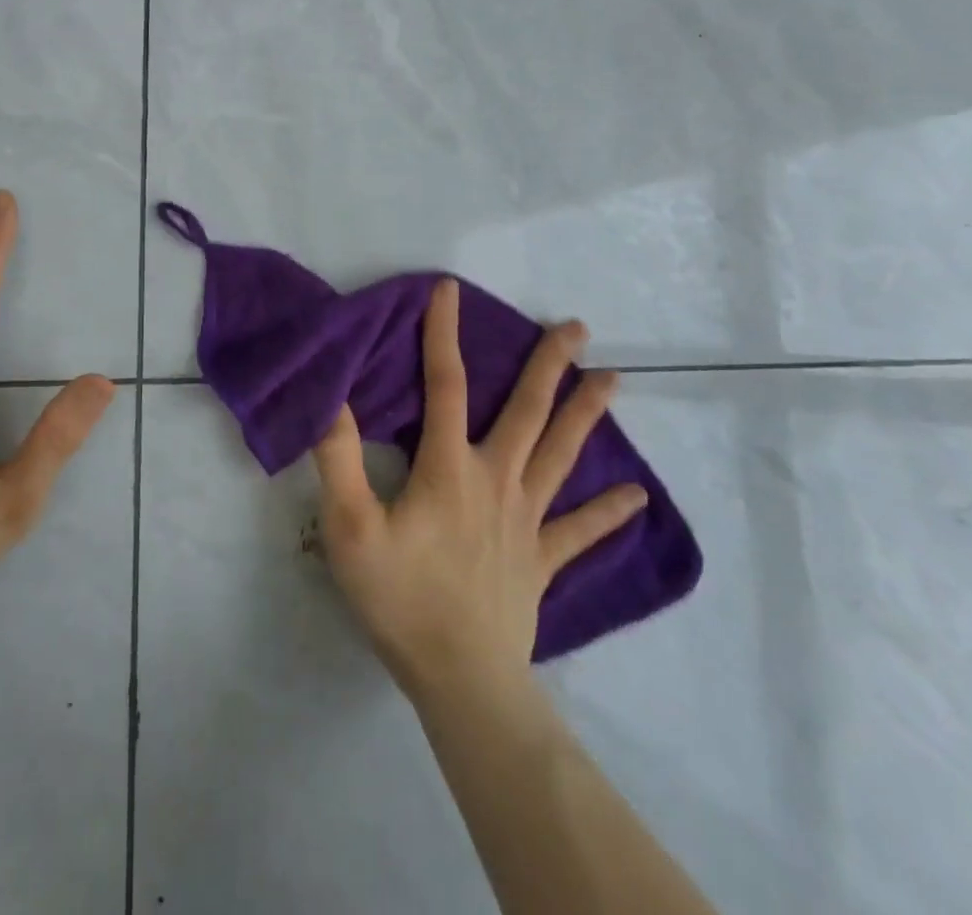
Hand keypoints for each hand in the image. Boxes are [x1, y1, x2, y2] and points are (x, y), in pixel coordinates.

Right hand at [313, 279, 646, 700]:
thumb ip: (340, 459)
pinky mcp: (541, 560)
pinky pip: (579, 532)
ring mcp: (526, 521)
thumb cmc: (400, 598)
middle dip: (551, 365)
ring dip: (587, 416)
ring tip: (614, 380)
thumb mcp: (350, 527)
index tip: (449, 290)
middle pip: (528, 412)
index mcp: (450, 468)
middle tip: (579, 328)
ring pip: (562, 457)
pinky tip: (638, 497)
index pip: (445, 385)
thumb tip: (334, 397)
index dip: (443, 334)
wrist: (460, 680)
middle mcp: (497, 481)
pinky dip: (608, 513)